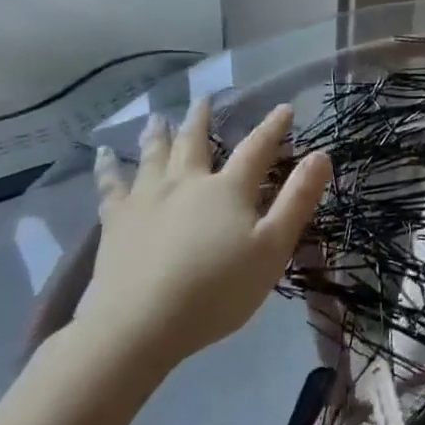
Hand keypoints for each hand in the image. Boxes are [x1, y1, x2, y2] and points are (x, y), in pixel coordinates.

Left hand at [81, 98, 330, 373]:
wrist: (139, 325)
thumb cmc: (217, 290)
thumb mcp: (272, 247)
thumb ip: (297, 200)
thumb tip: (321, 155)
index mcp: (228, 189)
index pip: (257, 149)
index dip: (273, 127)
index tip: (284, 108)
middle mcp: (186, 183)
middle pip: (195, 143)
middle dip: (202, 120)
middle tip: (203, 99)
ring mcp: (147, 200)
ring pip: (152, 156)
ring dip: (157, 134)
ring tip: (156, 118)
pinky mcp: (115, 223)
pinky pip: (110, 186)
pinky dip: (108, 168)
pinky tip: (103, 156)